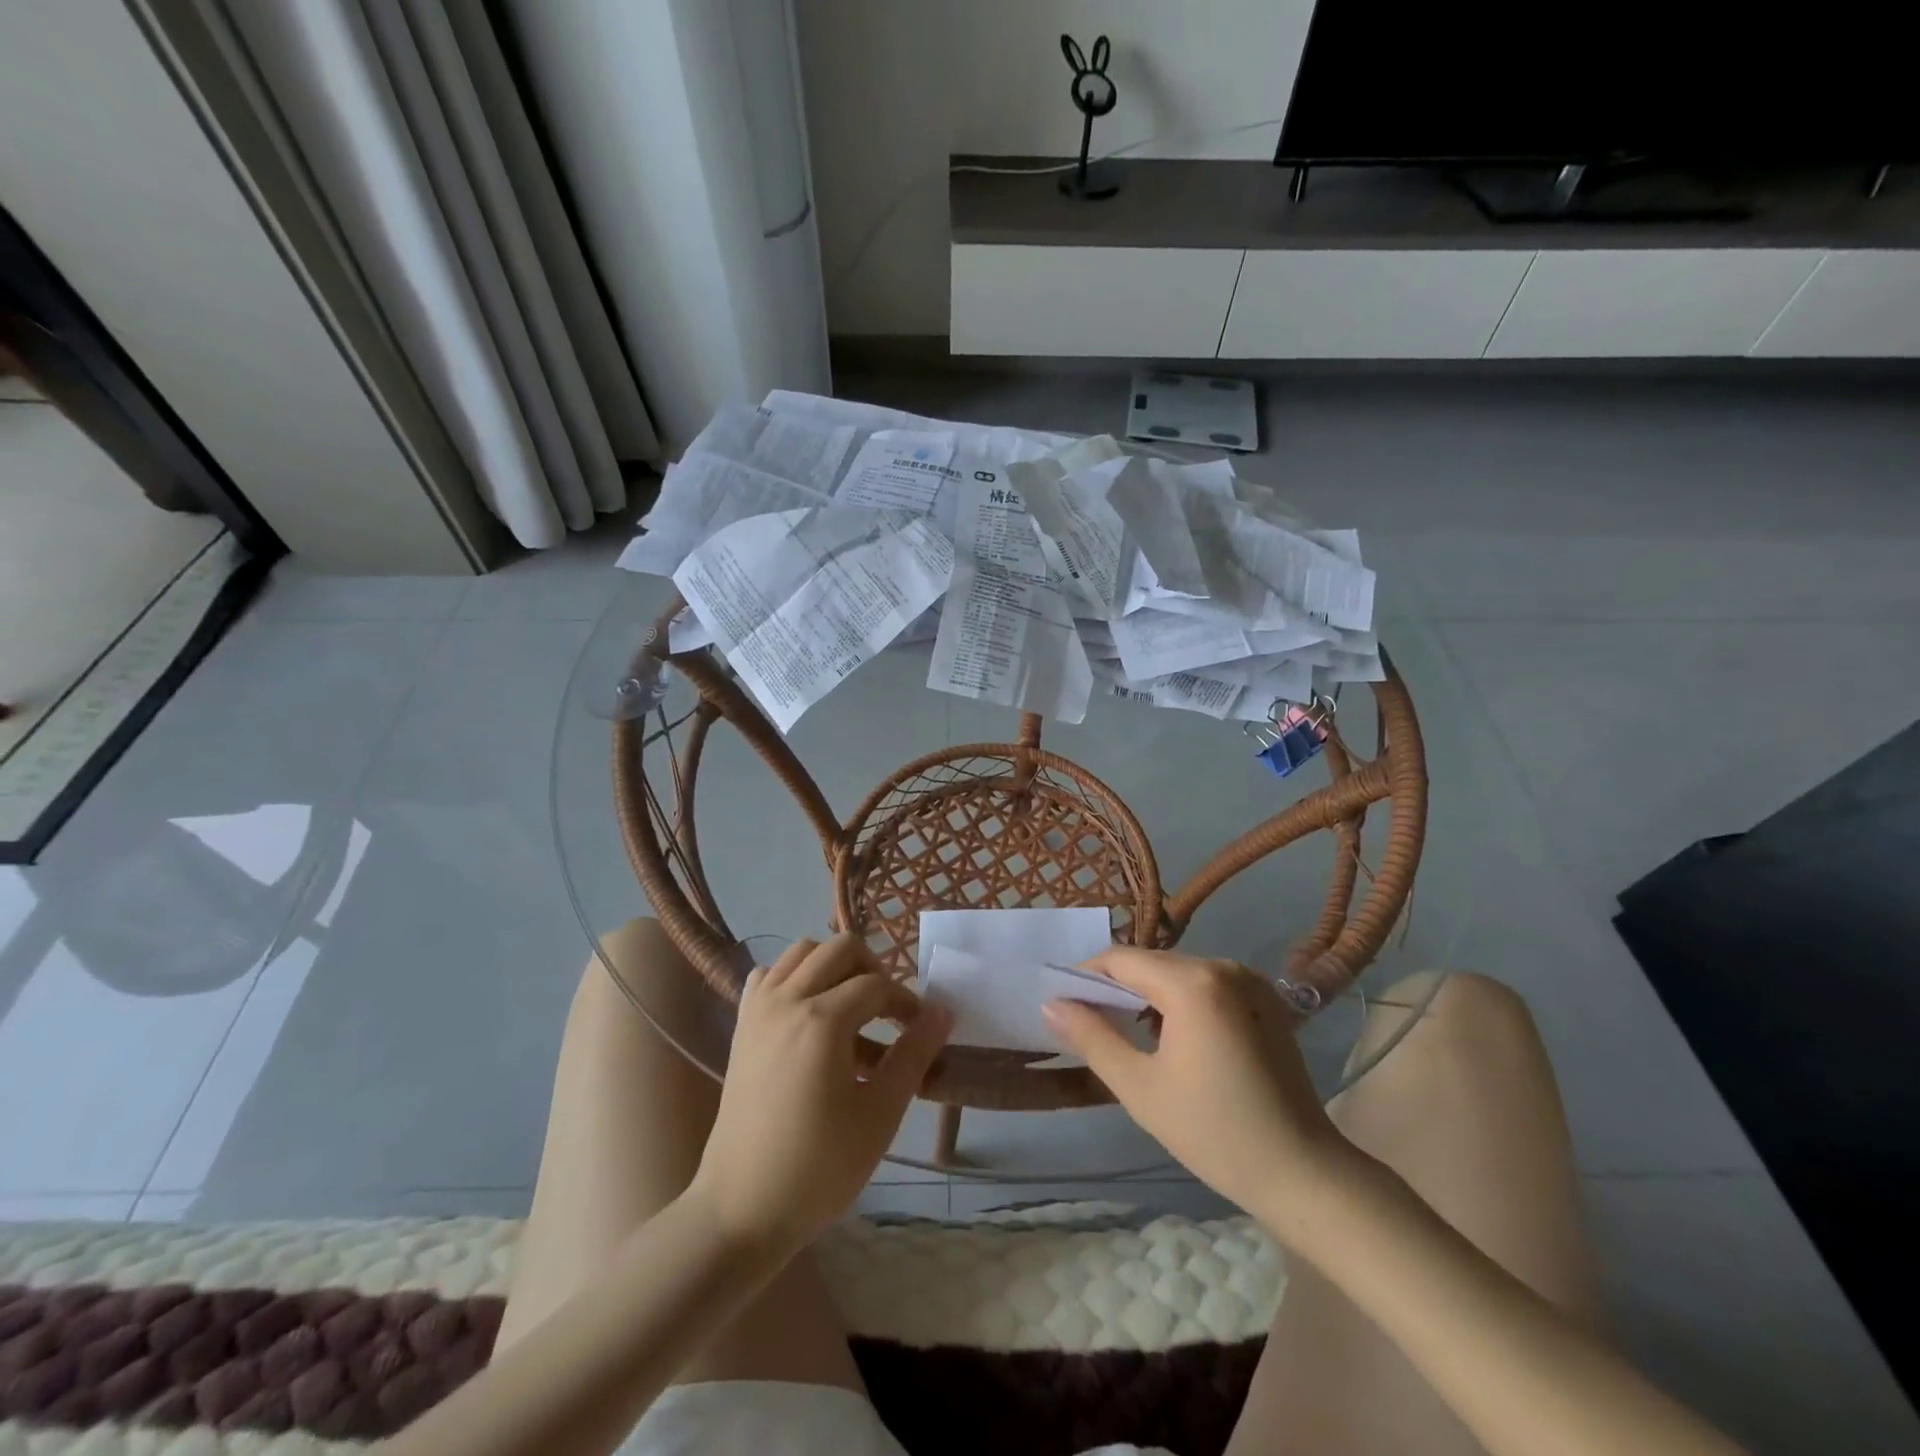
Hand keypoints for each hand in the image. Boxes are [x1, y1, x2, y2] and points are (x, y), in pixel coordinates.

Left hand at [689, 935, 950, 1256]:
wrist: (743, 1209)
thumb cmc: (819, 1167)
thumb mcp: (880, 1113)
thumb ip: (913, 1054)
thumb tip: (942, 1012)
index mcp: (822, 1021)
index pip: (877, 985)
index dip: (906, 1003)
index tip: (921, 1030)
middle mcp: (787, 1000)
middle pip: (840, 949)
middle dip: (873, 970)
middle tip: (888, 1011)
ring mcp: (758, 1009)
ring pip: (802, 952)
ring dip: (834, 966)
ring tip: (852, 1007)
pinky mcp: (742, 1025)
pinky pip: (770, 976)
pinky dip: (795, 978)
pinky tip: (809, 1013)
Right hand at [1041, 948, 1361, 1229]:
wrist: (1303, 1173)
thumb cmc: (1214, 1133)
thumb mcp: (1140, 1088)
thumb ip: (1092, 1037)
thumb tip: (1051, 1002)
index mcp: (1193, 983)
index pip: (1121, 960)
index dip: (1085, 976)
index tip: (1063, 1004)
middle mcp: (1223, 966)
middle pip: (1151, 963)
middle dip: (1117, 987)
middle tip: (1092, 1025)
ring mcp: (1250, 979)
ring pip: (1178, 972)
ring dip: (1149, 994)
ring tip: (1130, 1035)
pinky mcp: (1266, 998)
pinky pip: (1207, 984)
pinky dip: (1181, 1000)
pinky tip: (1175, 1037)